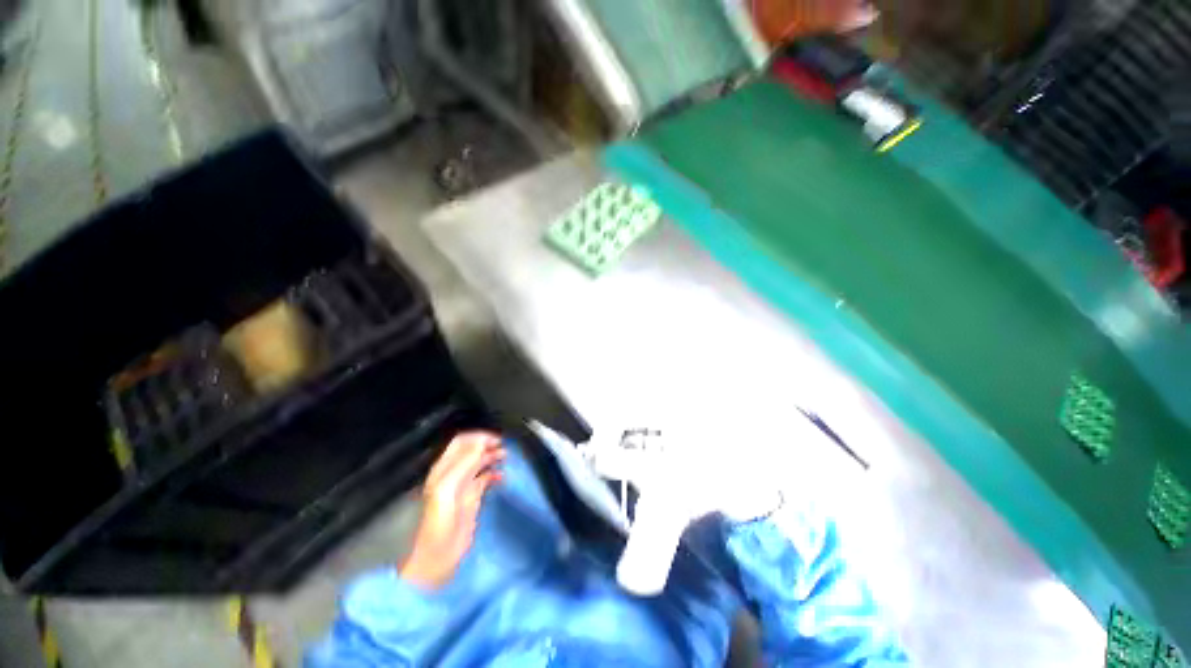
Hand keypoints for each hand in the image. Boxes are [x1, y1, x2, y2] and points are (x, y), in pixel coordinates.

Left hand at [399, 432, 504, 589]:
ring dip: (493, 456)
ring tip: (506, 456)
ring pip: (480, 462)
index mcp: (444, 469)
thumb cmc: (438, 524)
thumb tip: (482, 443)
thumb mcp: (448, 490)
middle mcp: (453, 473)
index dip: (478, 437)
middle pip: (472, 450)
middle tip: (504, 446)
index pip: (461, 442)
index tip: (496, 439)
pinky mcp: (473, 498)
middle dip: (488, 444)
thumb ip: (464, 465)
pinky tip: (502, 476)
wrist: (437, 558)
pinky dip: (495, 473)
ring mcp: (464, 485)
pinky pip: (486, 478)